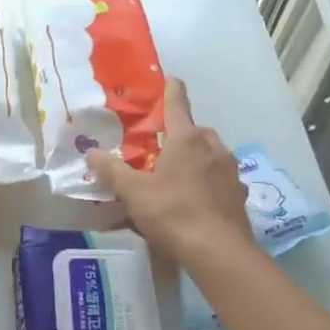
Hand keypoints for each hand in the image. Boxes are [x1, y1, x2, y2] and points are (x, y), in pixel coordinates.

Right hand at [86, 77, 252, 262]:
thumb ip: (112, 171)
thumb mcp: (133, 192)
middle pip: (196, 131)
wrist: (217, 250)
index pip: (177, 106)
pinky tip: (198, 198)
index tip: (172, 79)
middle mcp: (213, 148)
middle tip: (164, 145)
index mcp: (187, 140)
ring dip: (197, 158)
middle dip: (182, 133)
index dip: (172, 91)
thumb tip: (90, 152)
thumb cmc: (172, 212)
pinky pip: (220, 179)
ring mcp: (230, 171)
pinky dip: (209, 182)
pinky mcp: (238, 194)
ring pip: (211, 155)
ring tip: (179, 174)